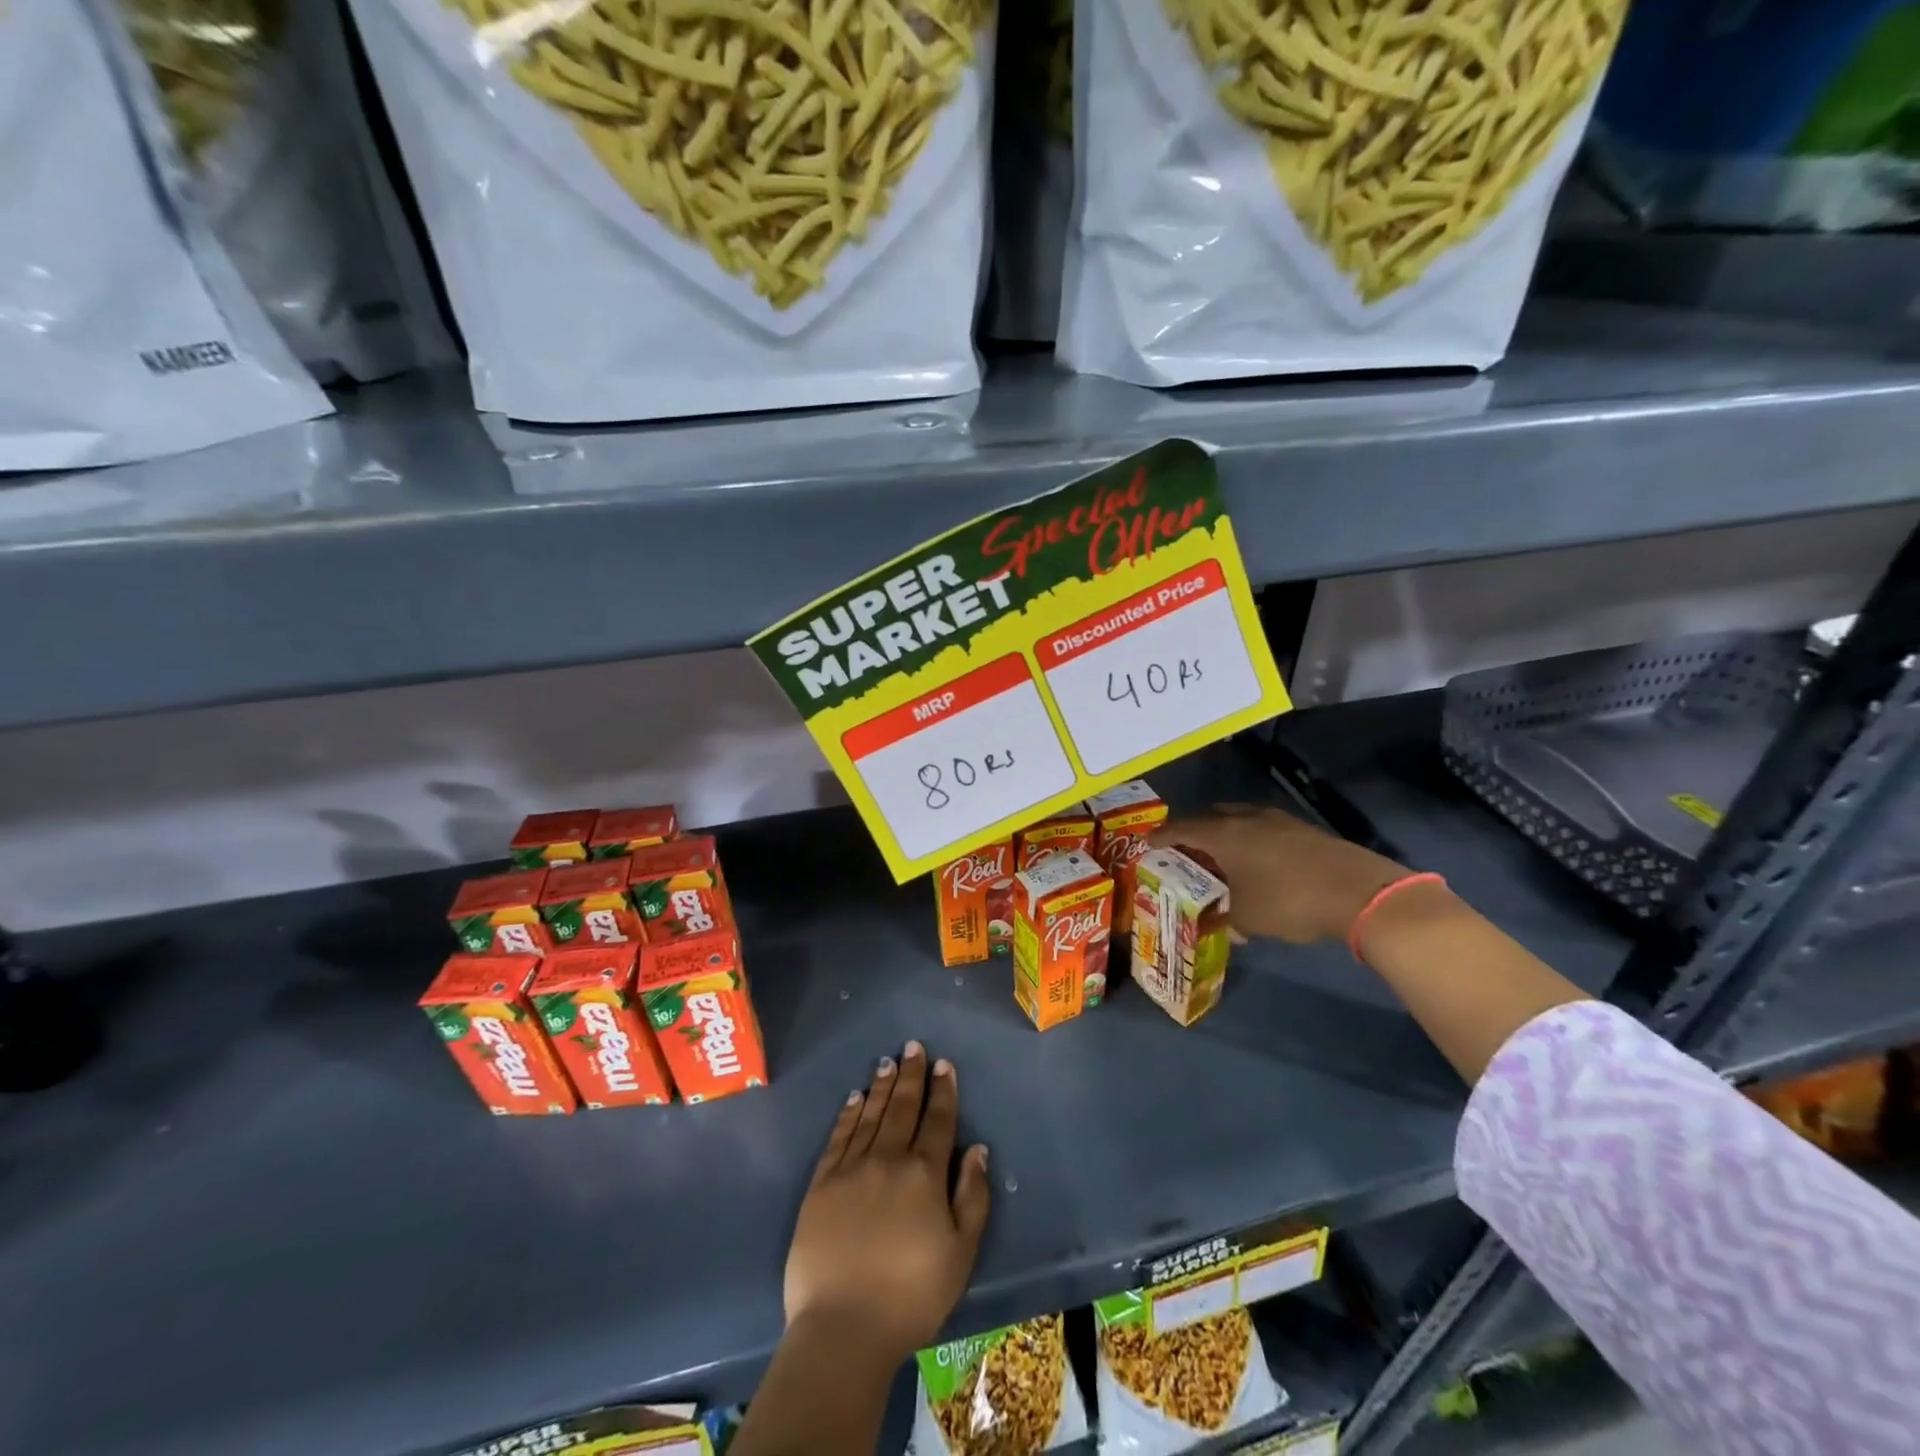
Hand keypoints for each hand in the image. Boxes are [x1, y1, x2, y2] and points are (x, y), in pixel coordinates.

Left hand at [784, 1041, 991, 1367]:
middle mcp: (888, 1159)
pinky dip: (848, 1114)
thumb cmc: (911, 1296)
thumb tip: (977, 1148)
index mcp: (924, 1174)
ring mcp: (851, 1168)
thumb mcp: (960, 1253)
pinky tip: (854, 1097)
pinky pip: (838, 1137)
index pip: (937, 1120)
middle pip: (902, 1108)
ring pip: (870, 1115)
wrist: (843, 1328)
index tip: (943, 1064)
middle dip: (911, 1075)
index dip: (943, 1090)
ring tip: (887, 1062)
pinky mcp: (821, 1184)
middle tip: (913, 1047)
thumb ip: (972, 1197)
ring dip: (881, 1086)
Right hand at [1155, 804, 1409, 944]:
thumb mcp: (1248, 918)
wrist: (1358, 891)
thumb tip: (1221, 924)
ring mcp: (1277, 820)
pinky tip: (1256, 860)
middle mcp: (1245, 818)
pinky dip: (1249, 838)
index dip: (1161, 836)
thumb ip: (1225, 918)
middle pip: (1209, 816)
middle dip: (1193, 830)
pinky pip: (1261, 827)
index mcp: (1223, 834)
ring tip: (1219, 854)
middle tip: (1183, 849)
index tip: (1147, 843)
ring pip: (1238, 819)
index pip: (1181, 829)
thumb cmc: (1289, 901)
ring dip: (1224, 832)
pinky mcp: (1302, 829)